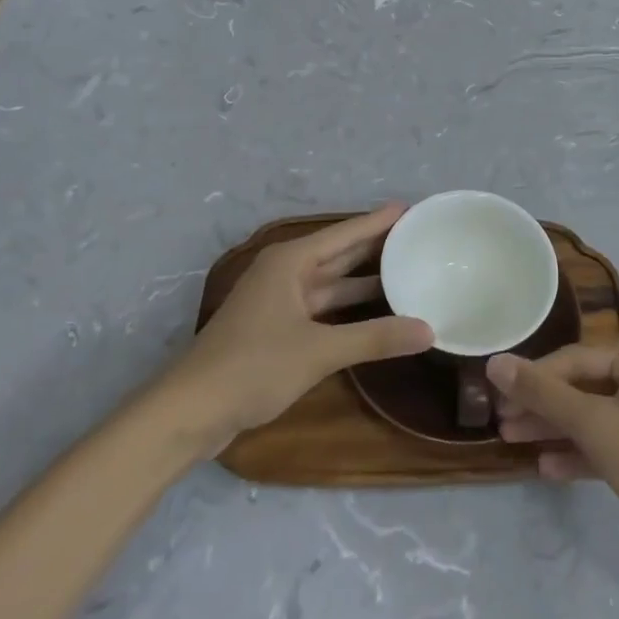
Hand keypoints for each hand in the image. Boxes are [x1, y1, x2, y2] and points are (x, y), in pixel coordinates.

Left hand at [175, 205, 432, 441]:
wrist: (190, 411)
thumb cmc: (253, 366)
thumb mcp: (319, 351)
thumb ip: (375, 338)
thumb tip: (429, 330)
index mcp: (290, 261)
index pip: (345, 233)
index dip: (378, 221)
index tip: (411, 207)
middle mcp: (285, 273)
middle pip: (339, 254)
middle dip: (375, 246)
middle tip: (416, 236)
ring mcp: (279, 302)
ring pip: (331, 283)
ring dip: (364, 280)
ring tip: (405, 270)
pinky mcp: (276, 329)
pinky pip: (323, 307)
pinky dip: (349, 308)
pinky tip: (375, 312)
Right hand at [488, 338, 618, 573]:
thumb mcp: (593, 423)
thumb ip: (542, 393)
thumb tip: (495, 363)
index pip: (574, 358)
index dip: (532, 377)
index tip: (496, 397)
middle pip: (582, 386)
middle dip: (541, 405)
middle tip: (501, 423)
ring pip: (592, 417)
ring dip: (554, 429)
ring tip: (512, 442)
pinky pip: (607, 444)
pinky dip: (579, 453)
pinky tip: (547, 468)